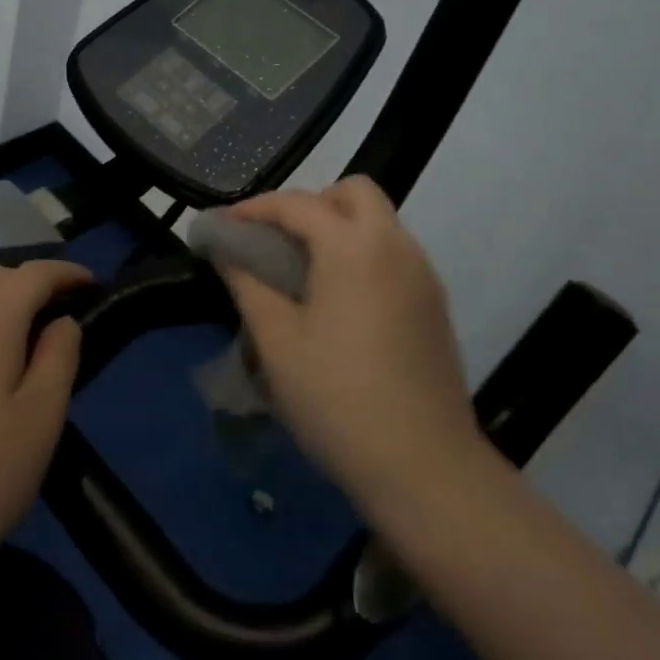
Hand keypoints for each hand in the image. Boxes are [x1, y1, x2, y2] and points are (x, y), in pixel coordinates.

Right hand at [218, 177, 480, 514]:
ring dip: (339, 226)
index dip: (255, 208)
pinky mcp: (435, 303)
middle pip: (354, 192)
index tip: (224, 225)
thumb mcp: (277, 341)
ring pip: (378, 221)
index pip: (297, 204)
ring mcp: (422, 274)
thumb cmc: (337, 399)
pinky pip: (394, 253)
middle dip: (310, 203)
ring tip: (301, 270)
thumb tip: (227, 249)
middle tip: (276, 240)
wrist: (425, 467)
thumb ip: (248, 283)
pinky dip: (362, 253)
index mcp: (353, 246)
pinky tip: (339, 300)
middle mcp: (395, 245)